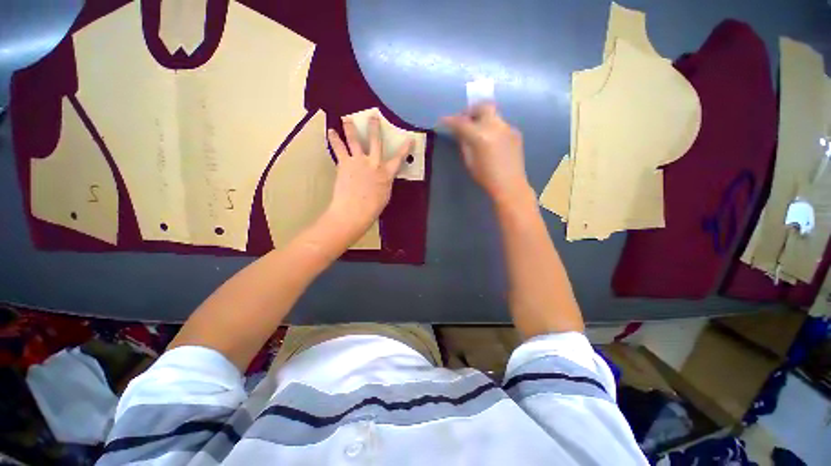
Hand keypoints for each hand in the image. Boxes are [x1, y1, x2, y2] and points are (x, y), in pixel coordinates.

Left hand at [325, 116, 412, 237]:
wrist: (354, 210)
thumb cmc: (372, 208)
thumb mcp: (385, 195)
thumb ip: (385, 182)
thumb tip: (383, 176)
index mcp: (386, 173)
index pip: (399, 158)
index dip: (405, 148)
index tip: (409, 139)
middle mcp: (374, 163)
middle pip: (376, 141)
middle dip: (375, 127)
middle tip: (373, 116)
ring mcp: (358, 161)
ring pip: (355, 140)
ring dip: (350, 127)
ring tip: (346, 118)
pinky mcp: (344, 163)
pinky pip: (339, 148)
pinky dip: (334, 139)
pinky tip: (331, 132)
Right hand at [442, 103, 531, 205]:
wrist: (510, 185)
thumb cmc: (486, 177)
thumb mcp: (469, 162)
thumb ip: (464, 143)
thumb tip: (459, 132)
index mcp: (481, 136)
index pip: (462, 122)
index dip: (450, 120)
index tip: (443, 120)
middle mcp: (496, 127)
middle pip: (483, 107)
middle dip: (470, 110)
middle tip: (464, 120)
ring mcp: (508, 128)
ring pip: (493, 114)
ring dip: (482, 118)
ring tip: (477, 130)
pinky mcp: (516, 132)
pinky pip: (501, 124)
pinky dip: (492, 127)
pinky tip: (490, 140)